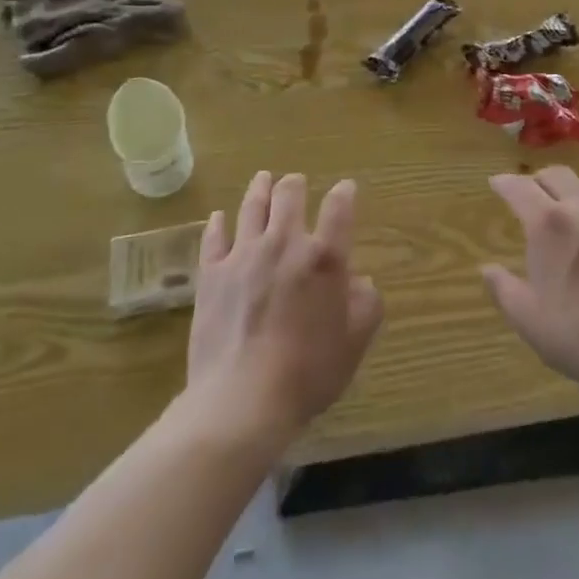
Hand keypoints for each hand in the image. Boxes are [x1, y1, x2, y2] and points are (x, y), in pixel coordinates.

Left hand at [186, 172, 383, 446]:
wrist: (242, 400)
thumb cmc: (307, 372)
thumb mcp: (355, 343)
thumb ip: (366, 304)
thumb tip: (361, 281)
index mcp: (324, 257)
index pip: (339, 207)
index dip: (344, 193)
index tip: (346, 189)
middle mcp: (285, 242)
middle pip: (289, 194)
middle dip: (296, 183)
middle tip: (296, 182)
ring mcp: (244, 254)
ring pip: (252, 206)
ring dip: (260, 188)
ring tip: (263, 178)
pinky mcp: (212, 273)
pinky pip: (214, 237)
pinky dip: (219, 223)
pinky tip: (220, 217)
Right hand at [482, 166, 578, 395]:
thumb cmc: (578, 334)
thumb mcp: (528, 318)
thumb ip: (503, 289)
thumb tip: (487, 269)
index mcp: (549, 224)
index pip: (521, 188)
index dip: (505, 183)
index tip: (496, 183)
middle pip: (557, 175)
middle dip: (537, 179)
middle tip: (527, 192)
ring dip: (569, 189)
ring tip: (563, 207)